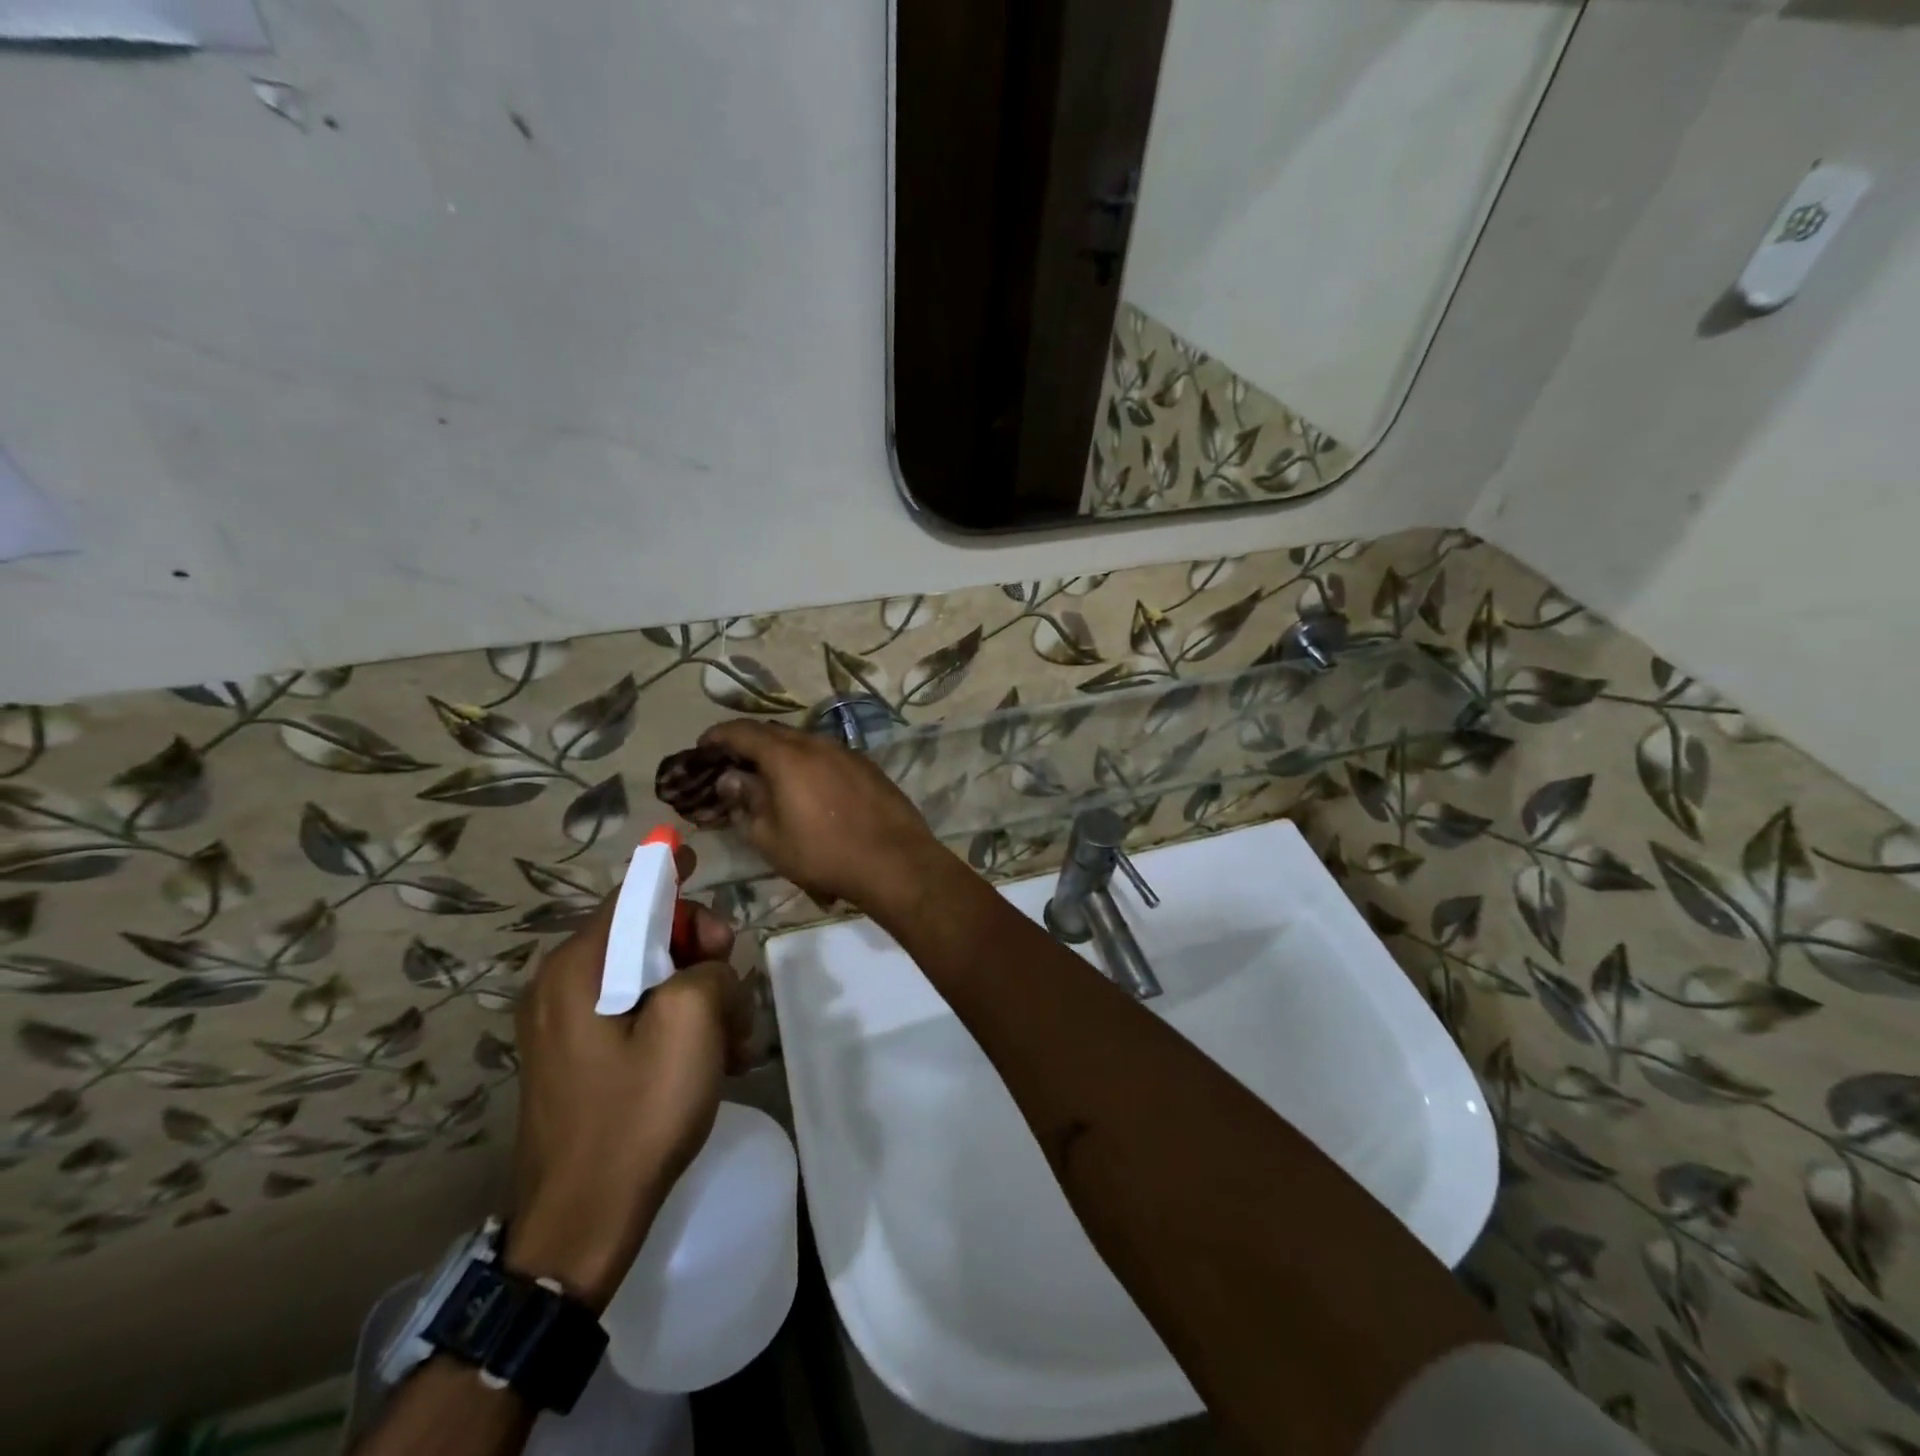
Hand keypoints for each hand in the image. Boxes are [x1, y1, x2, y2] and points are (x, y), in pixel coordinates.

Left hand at [506, 848, 750, 1311]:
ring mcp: (567, 1024)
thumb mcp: (693, 1025)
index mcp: (580, 968)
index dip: (670, 872)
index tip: (698, 857)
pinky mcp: (580, 1056)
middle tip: (732, 989)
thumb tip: (706, 967)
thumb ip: (709, 969)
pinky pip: (637, 1012)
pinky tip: (709, 1059)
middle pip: (646, 933)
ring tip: (729, 1041)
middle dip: (699, 949)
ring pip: (650, 975)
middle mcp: (563, 985)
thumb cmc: (636, 1115)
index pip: (632, 894)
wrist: (579, 1228)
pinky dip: (676, 1022)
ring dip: (698, 994)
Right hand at [699, 720, 945, 910]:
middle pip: (774, 733)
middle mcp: (817, 743)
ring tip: (768, 778)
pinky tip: (807, 788)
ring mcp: (847, 752)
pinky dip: (807, 764)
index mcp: (787, 755)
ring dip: (780, 754)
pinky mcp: (867, 767)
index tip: (702, 748)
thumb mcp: (770, 837)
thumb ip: (746, 801)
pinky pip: (827, 756)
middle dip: (748, 744)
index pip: (742, 731)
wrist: (895, 861)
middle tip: (732, 766)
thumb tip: (731, 779)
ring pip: (803, 743)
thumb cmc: (824, 853)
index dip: (717, 737)